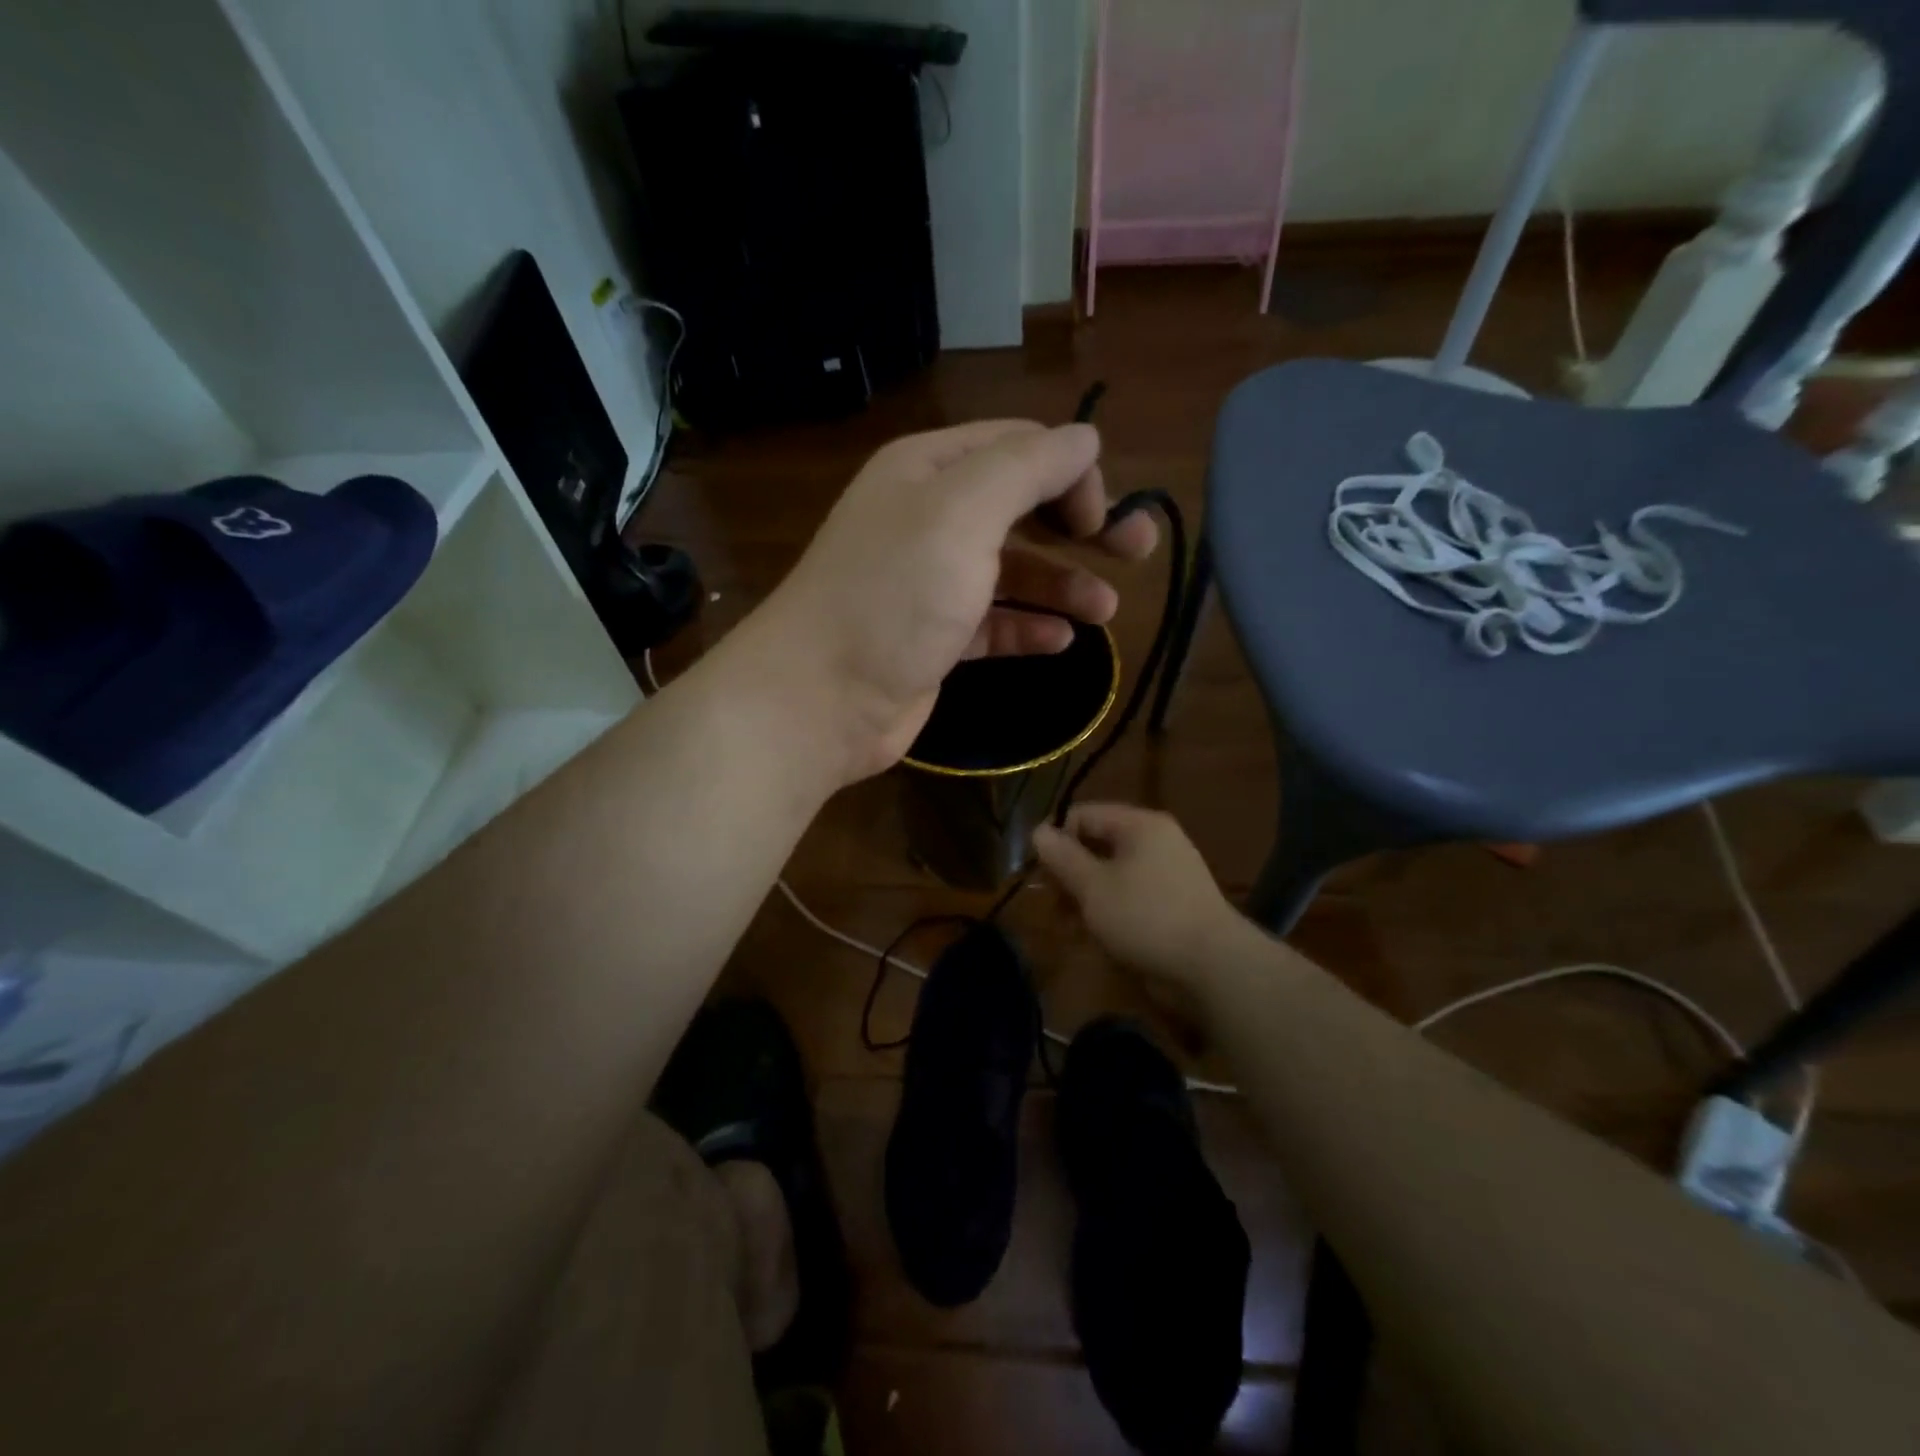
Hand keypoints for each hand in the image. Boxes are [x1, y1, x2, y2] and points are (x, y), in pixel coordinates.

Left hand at [762, 421, 1156, 781]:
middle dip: (1080, 527)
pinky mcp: (933, 638)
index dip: (1069, 472)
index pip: (1017, 447)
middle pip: (1021, 508)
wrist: (820, 698)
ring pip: (1010, 570)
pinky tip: (1060, 641)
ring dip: (1061, 584)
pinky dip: (1026, 626)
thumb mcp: (962, 513)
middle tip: (1137, 553)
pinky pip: (992, 622)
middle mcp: (928, 519)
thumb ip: (1028, 468)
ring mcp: (929, 583)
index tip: (1102, 518)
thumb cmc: (892, 596)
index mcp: (929, 471)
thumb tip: (1085, 440)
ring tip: (1105, 611)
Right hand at [1033, 804, 1247, 992]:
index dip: (1056, 837)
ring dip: (1086, 897)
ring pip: (1112, 874)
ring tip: (1070, 927)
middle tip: (1052, 904)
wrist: (1212, 967)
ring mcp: (1168, 873)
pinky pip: (1130, 896)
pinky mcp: (1173, 903)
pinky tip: (1096, 937)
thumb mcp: (1093, 886)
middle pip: (1098, 844)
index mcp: (1140, 825)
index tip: (1037, 871)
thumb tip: (1038, 830)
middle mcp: (1156, 841)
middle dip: (1070, 873)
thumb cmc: (1145, 917)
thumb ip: (1062, 857)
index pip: (1084, 814)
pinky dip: (1110, 910)